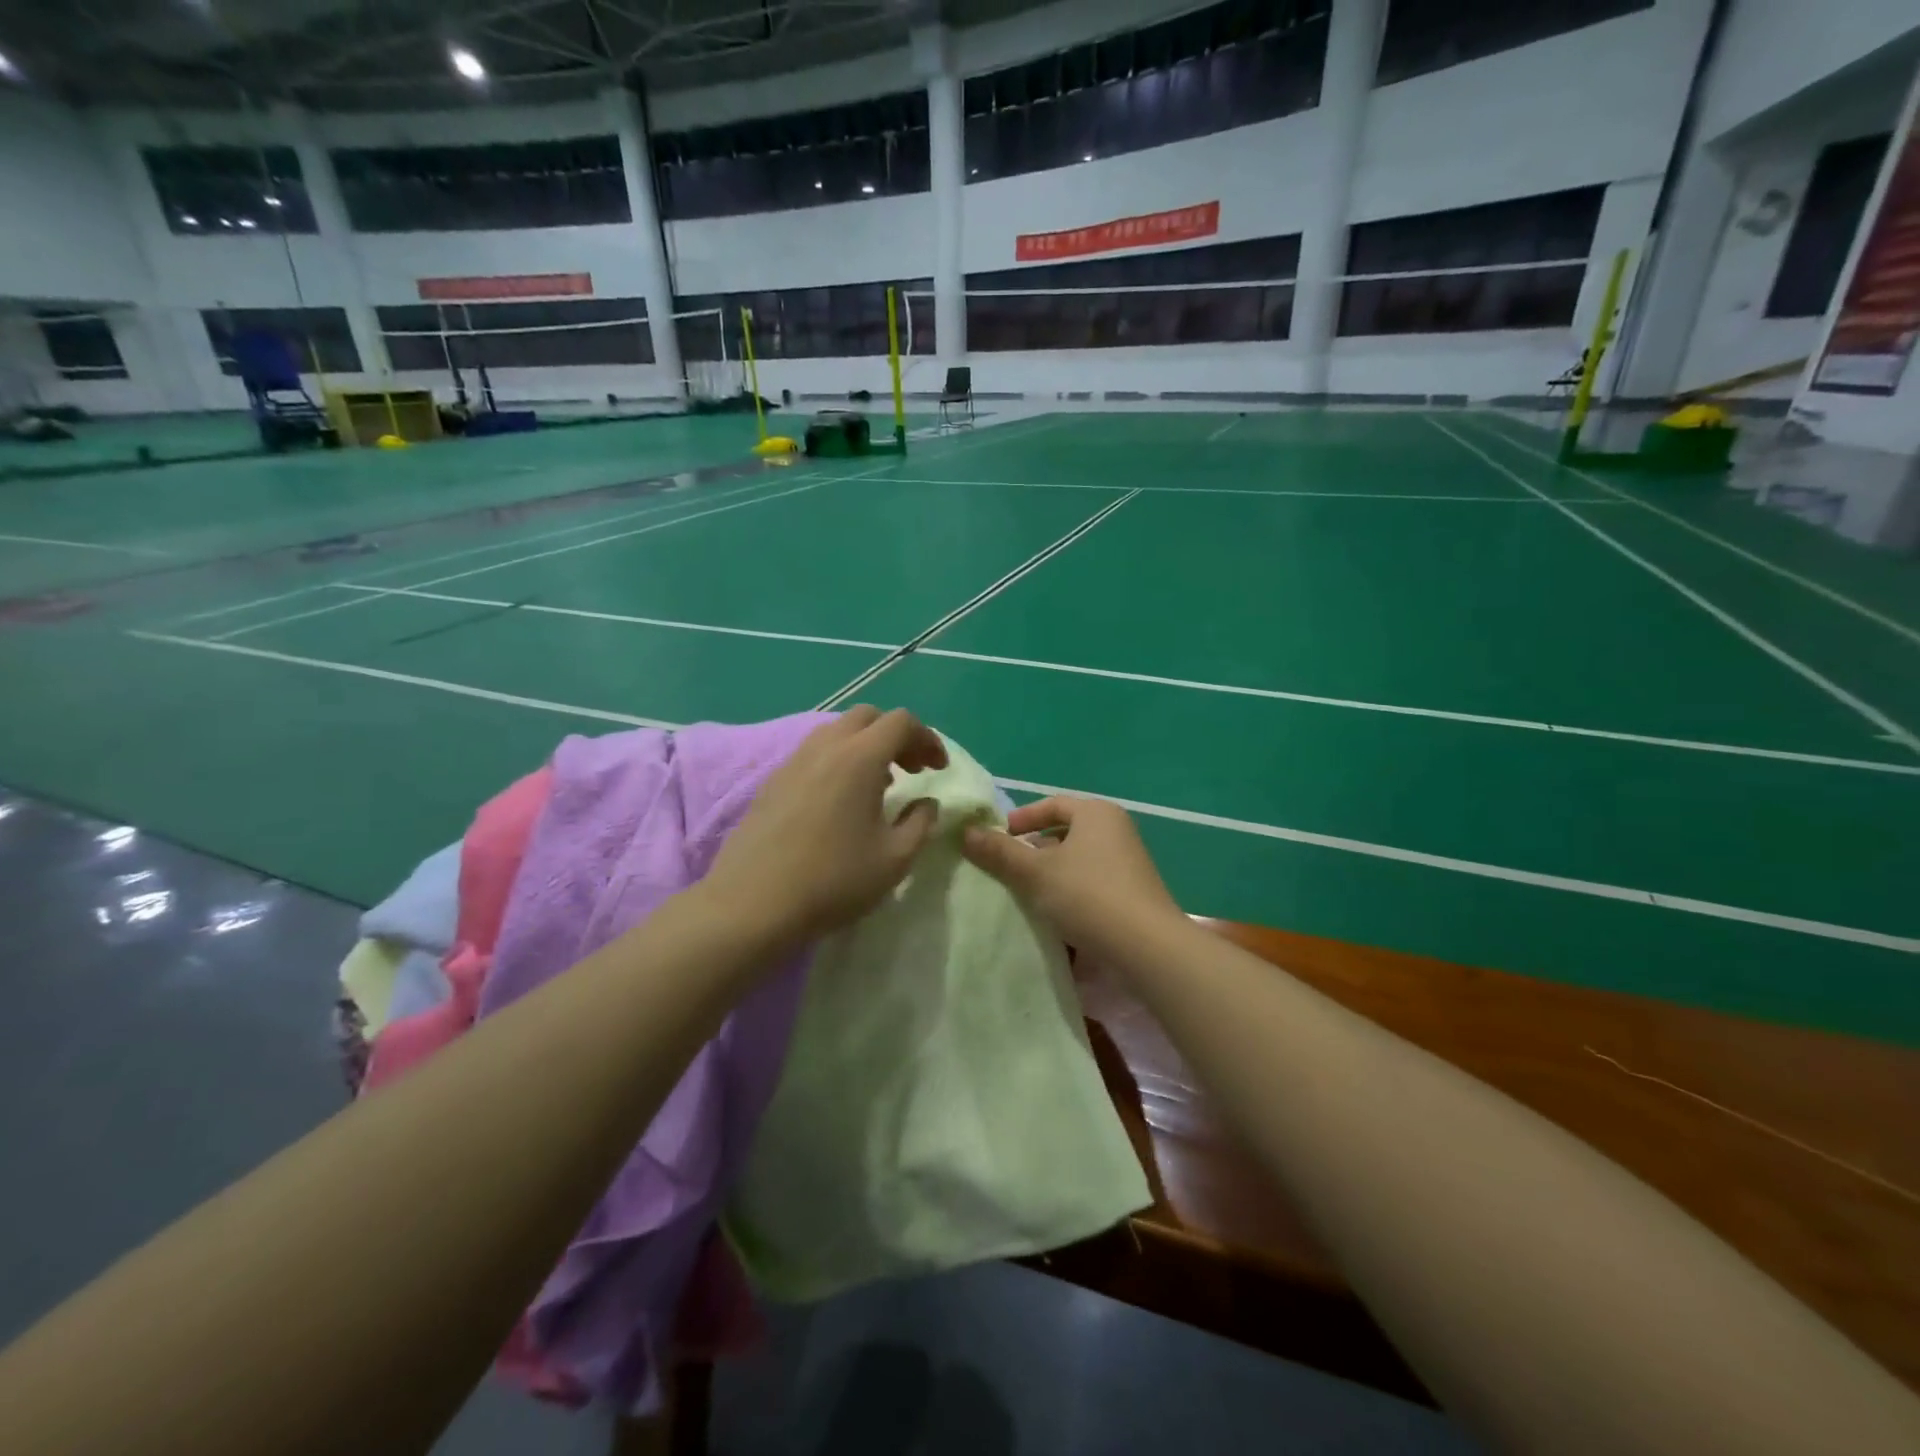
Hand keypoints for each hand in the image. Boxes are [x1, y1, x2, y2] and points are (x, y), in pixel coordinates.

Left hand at [703, 706, 947, 948]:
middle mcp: (825, 747)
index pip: (901, 722)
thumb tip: (927, 803)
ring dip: (865, 746)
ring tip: (878, 785)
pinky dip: (838, 760)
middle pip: (867, 716)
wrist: (753, 904)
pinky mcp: (772, 781)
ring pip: (836, 731)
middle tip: (911, 770)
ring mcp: (793, 761)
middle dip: (896, 735)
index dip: (928, 739)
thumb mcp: (895, 859)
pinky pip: (813, 753)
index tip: (938, 770)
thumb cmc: (833, 880)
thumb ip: (920, 823)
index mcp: (860, 758)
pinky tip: (840, 801)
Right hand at [961, 796, 1183, 959]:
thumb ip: (1000, 852)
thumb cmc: (1088, 895)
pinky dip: (1070, 888)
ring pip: (1078, 857)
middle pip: (1066, 830)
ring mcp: (1129, 861)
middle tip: (1008, 865)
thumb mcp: (1035, 873)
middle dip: (1035, 847)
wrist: (1146, 946)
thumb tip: (966, 832)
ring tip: (1026, 890)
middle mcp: (1116, 829)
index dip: (1022, 818)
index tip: (998, 836)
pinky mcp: (1133, 890)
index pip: (1052, 805)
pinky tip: (1054, 911)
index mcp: (1096, 813)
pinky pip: (1092, 879)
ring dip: (1051, 870)